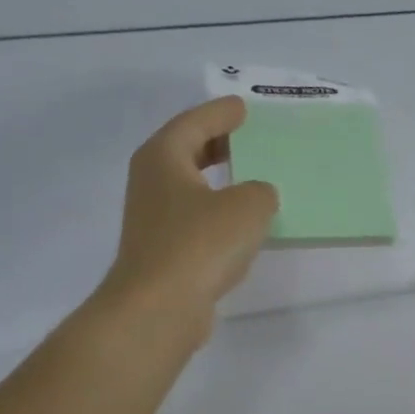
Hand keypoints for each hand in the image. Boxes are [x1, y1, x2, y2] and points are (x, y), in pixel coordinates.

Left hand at [94, 97, 277, 337]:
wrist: (160, 307)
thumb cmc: (200, 244)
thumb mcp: (247, 207)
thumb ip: (261, 192)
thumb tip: (257, 196)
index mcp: (163, 157)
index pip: (194, 123)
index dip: (221, 113)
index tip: (243, 106)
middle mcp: (152, 182)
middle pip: (187, 151)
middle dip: (217, 142)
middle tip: (248, 136)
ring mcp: (155, 219)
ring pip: (192, 186)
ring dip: (220, 180)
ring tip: (252, 177)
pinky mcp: (165, 251)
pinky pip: (197, 218)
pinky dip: (219, 213)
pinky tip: (242, 224)